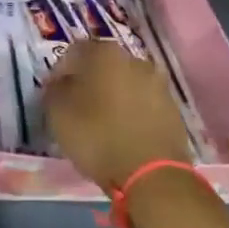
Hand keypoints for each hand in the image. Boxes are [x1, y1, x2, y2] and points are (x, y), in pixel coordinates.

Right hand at [44, 39, 197, 190]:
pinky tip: (122, 133)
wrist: (153, 176)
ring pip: (126, 84)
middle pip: (103, 65)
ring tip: (101, 122)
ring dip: (112, 97)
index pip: (74, 51)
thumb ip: (54, 90)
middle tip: (77, 105)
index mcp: (105, 53)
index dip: (61, 71)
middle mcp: (135, 60)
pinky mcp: (173, 110)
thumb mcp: (58, 113)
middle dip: (89, 81)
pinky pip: (143, 104)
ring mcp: (158, 84)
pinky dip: (131, 112)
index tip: (54, 93)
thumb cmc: (98, 137)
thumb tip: (60, 83)